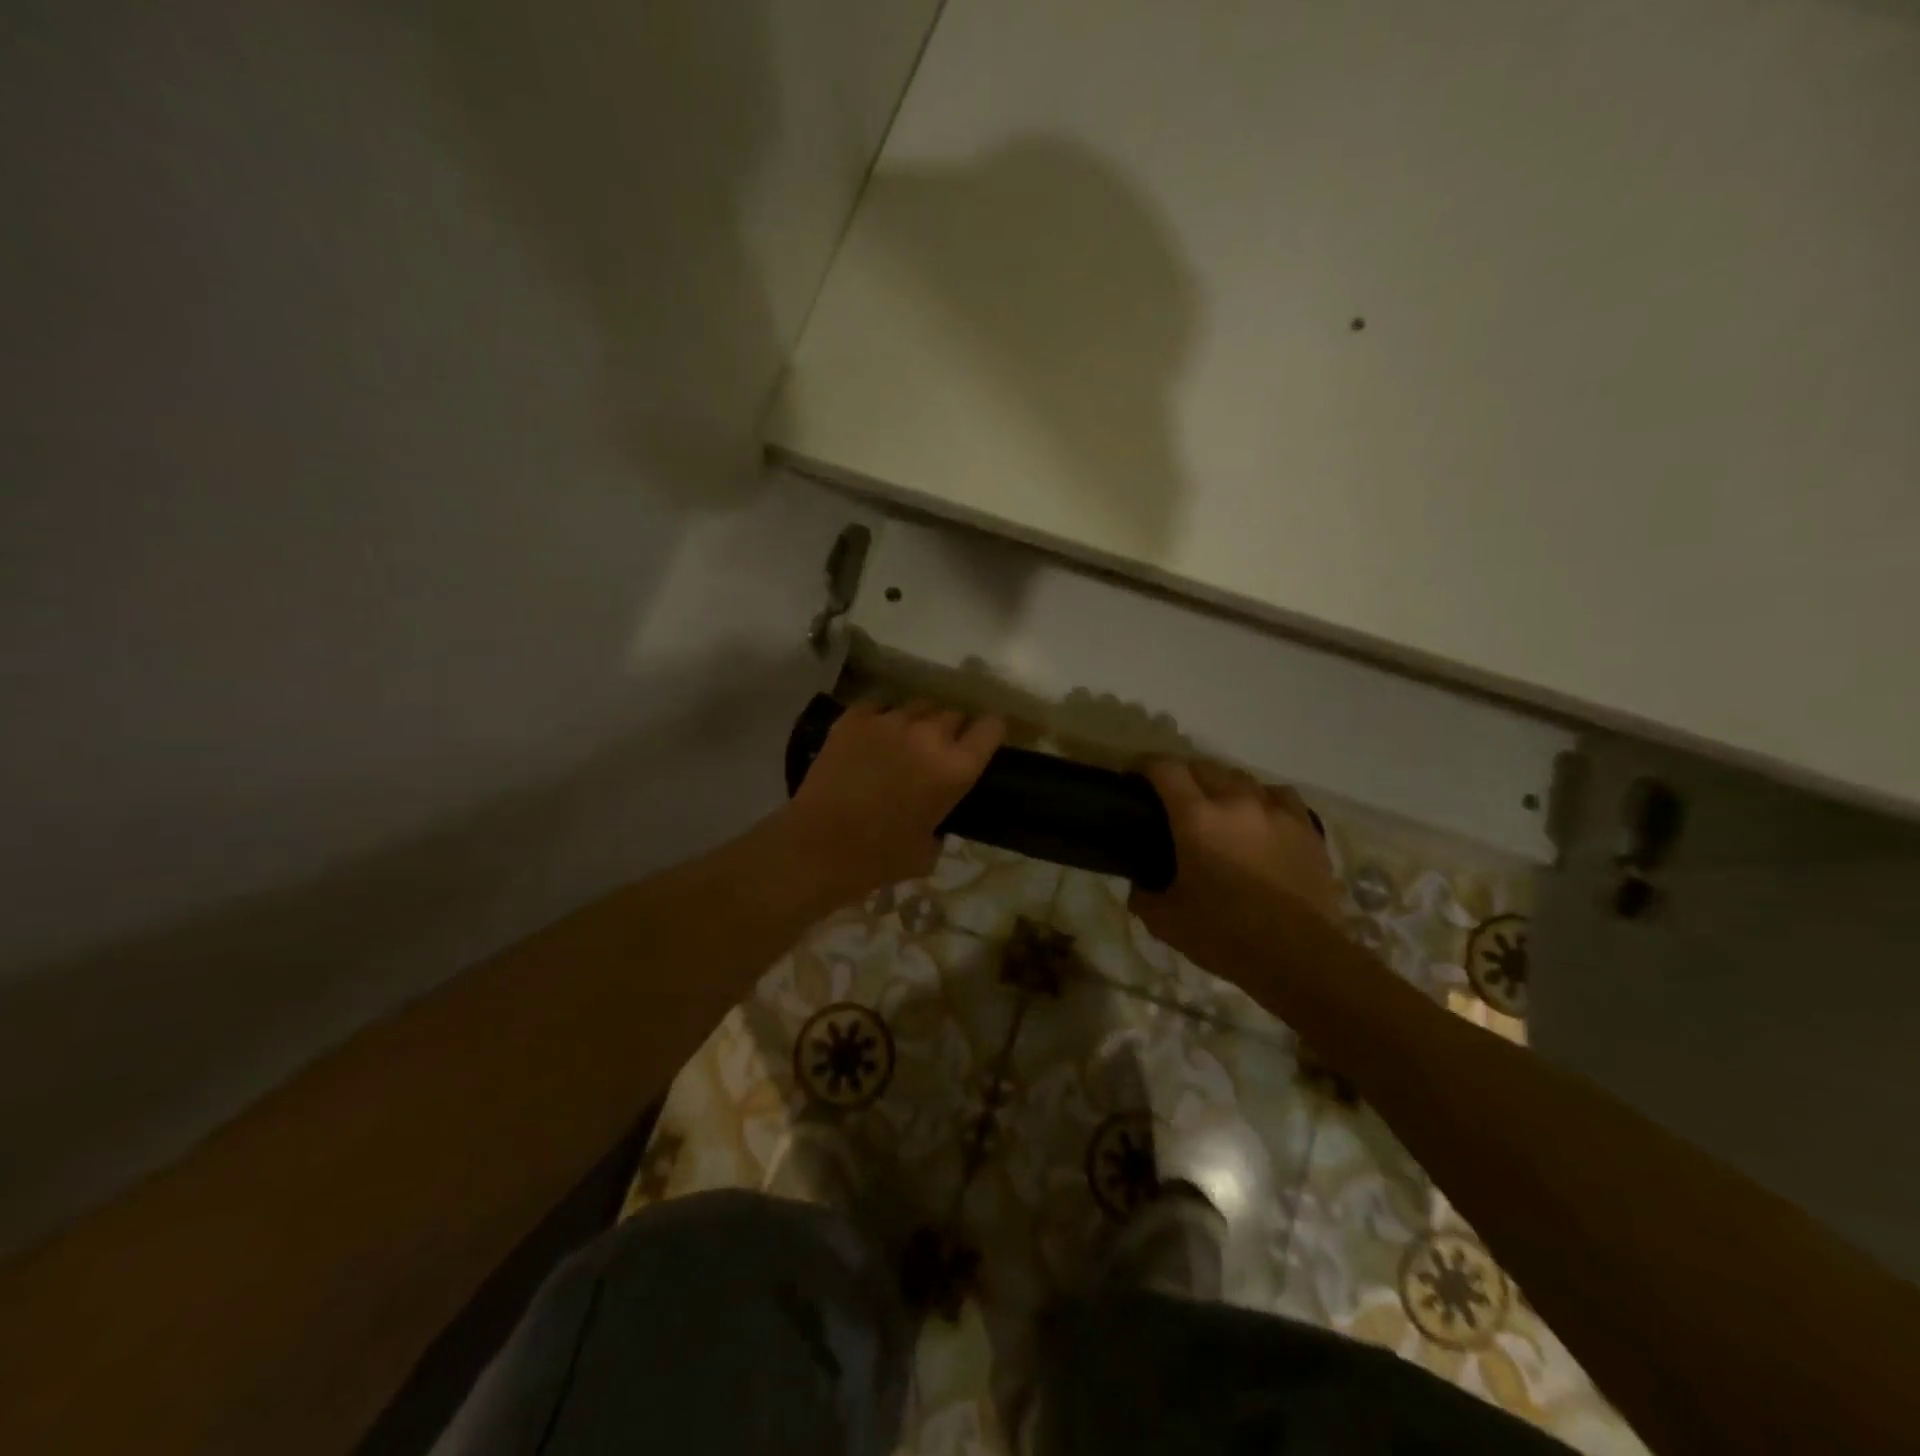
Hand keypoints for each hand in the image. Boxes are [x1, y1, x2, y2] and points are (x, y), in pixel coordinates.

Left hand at [782, 699, 1004, 903]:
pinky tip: (872, 736)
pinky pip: (879, 705)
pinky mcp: (855, 717)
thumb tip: (934, 820)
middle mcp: (929, 735)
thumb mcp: (928, 850)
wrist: (819, 846)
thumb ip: (941, 825)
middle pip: (953, 713)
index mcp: (956, 769)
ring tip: (904, 740)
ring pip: (917, 705)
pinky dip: (881, 717)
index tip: (982, 741)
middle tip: (938, 749)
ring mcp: (890, 721)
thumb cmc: (879, 858)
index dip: (989, 732)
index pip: (991, 728)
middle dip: (951, 728)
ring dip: (918, 721)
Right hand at [1133, 759, 1339, 972]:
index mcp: (1196, 818)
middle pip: (1204, 766)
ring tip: (1220, 809)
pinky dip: (1263, 800)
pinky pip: (1280, 796)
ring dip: (1224, 787)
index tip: (1135, 778)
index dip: (1145, 766)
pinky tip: (1261, 820)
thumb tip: (1140, 887)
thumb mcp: (1166, 922)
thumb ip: (1144, 897)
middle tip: (1174, 800)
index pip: (1165, 769)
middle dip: (1183, 775)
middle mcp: (1236, 802)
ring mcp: (1276, 811)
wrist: (1299, 957)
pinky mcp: (1307, 828)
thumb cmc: (1225, 935)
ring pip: (1243, 778)